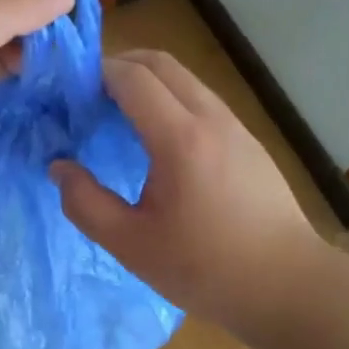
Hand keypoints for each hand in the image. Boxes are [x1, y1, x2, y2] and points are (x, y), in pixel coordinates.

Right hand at [50, 50, 325, 328]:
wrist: (288, 285)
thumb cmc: (206, 268)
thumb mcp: (131, 245)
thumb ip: (85, 203)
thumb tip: (59, 167)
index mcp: (179, 138)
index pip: (132, 77)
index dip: (96, 73)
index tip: (69, 91)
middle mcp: (210, 117)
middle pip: (160, 63)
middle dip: (120, 65)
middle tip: (89, 94)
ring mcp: (235, 125)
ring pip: (184, 78)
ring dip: (148, 80)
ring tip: (119, 113)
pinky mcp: (249, 139)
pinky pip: (202, 99)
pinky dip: (171, 98)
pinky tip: (159, 138)